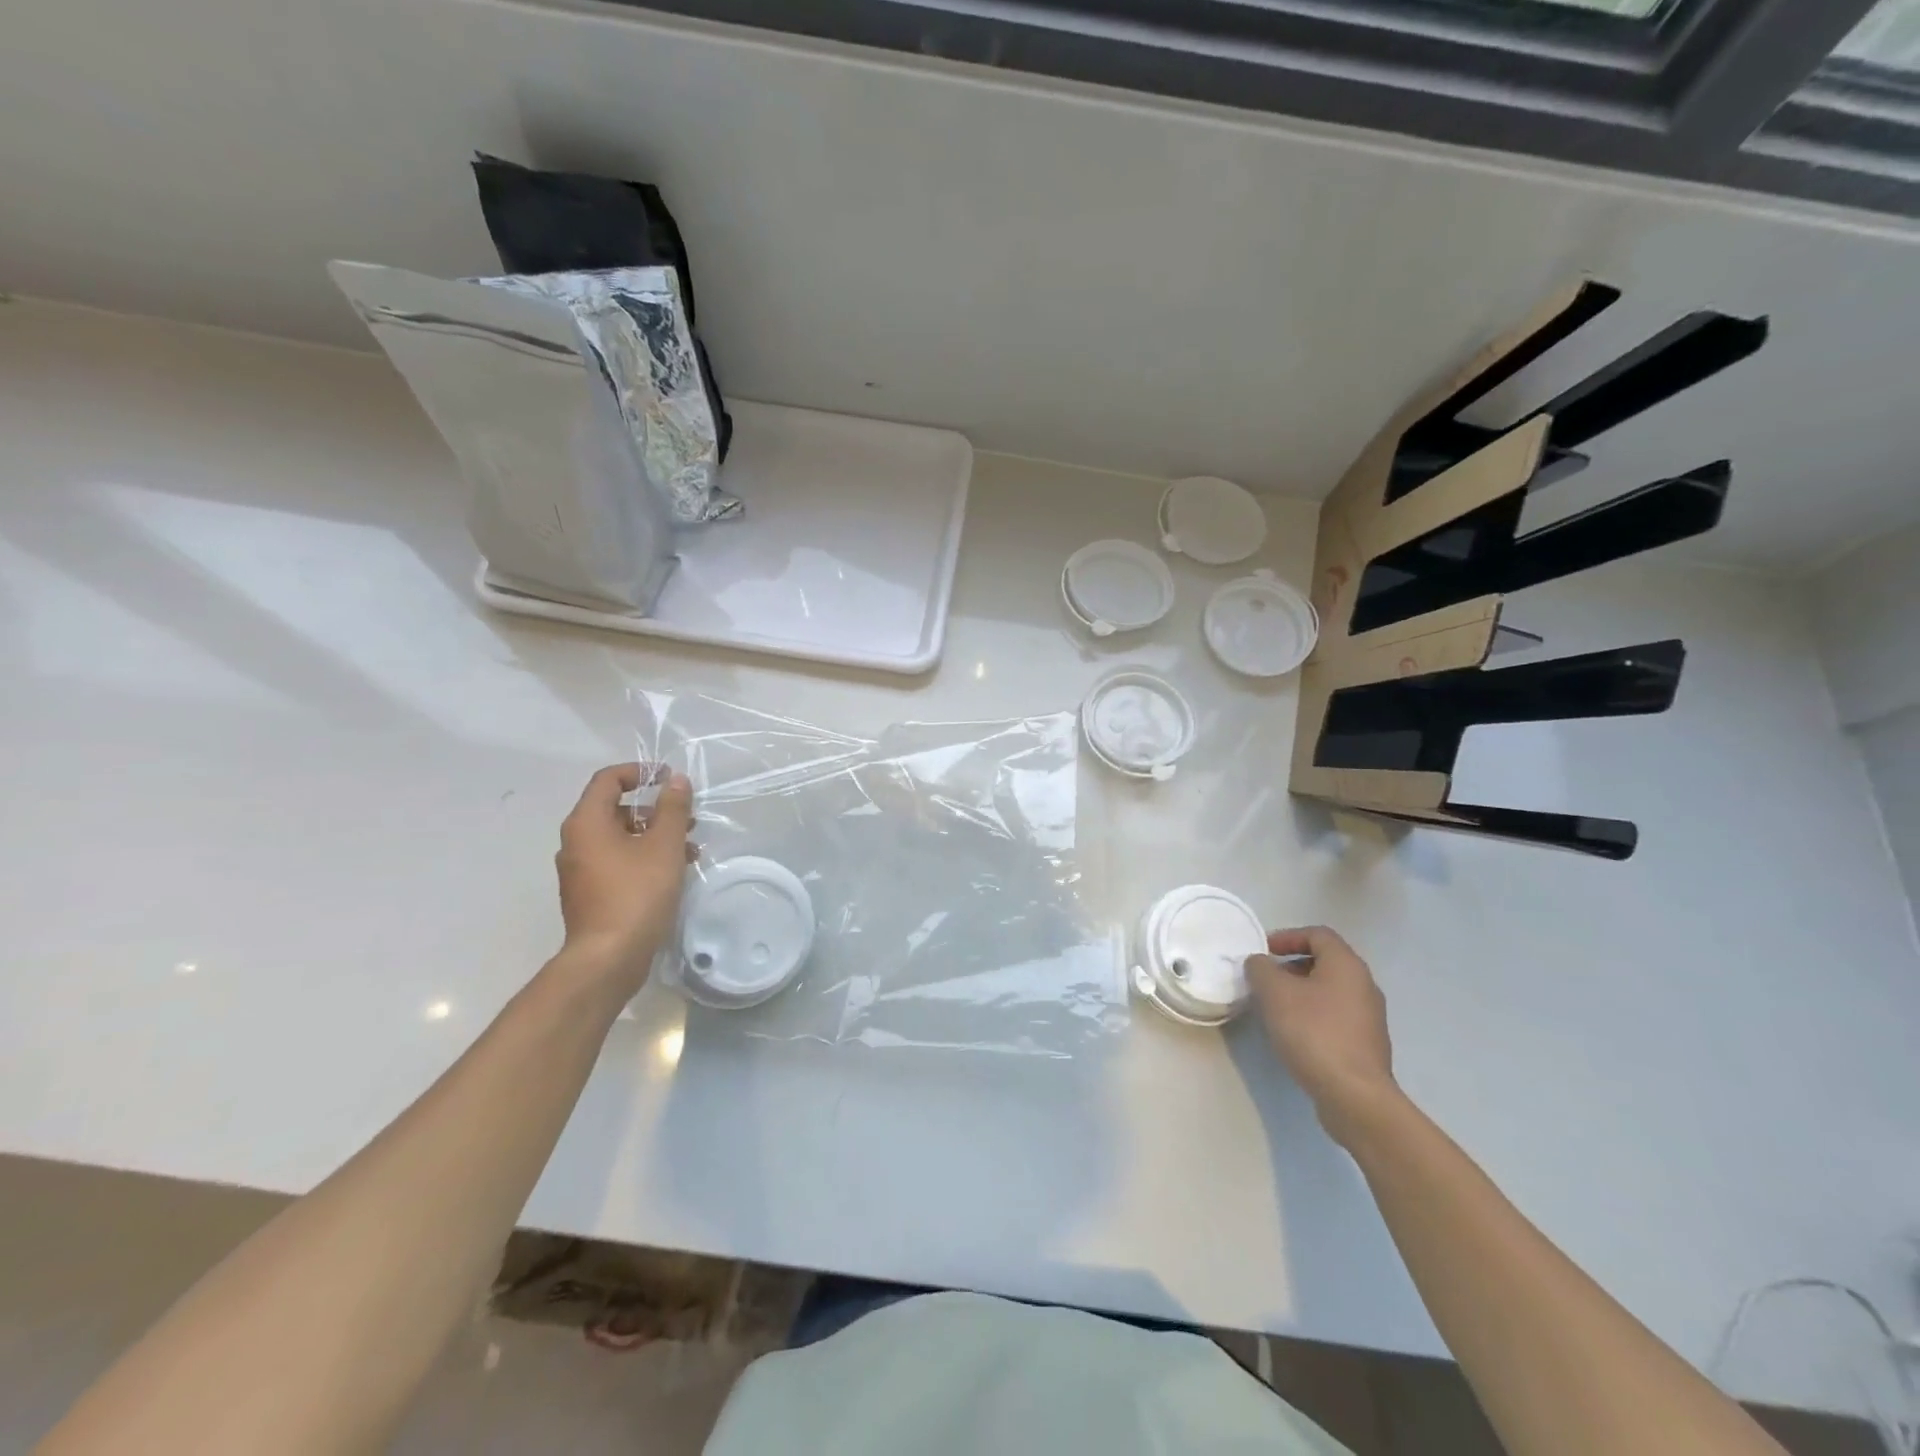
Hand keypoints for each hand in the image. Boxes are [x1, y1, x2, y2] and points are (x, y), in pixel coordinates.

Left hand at [553, 763, 694, 995]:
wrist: (607, 958)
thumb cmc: (636, 894)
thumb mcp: (663, 846)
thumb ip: (672, 808)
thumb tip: (675, 780)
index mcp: (587, 823)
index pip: (608, 780)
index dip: (639, 772)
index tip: (669, 778)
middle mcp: (576, 842)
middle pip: (615, 809)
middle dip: (654, 809)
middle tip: (687, 817)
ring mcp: (580, 870)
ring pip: (620, 838)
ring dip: (654, 835)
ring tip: (689, 847)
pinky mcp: (590, 893)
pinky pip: (618, 861)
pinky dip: (644, 857)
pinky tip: (673, 872)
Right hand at [1246, 926, 1397, 1142]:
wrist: (1354, 1096)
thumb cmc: (1313, 1032)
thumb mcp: (1275, 993)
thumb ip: (1261, 969)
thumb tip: (1259, 963)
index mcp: (1347, 965)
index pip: (1318, 934)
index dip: (1287, 937)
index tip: (1263, 952)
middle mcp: (1364, 985)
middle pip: (1324, 962)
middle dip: (1290, 966)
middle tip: (1264, 980)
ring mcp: (1369, 1017)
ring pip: (1329, 991)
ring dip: (1300, 992)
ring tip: (1274, 1008)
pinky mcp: (1366, 1045)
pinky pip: (1335, 1016)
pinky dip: (1312, 1015)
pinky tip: (1293, 1034)